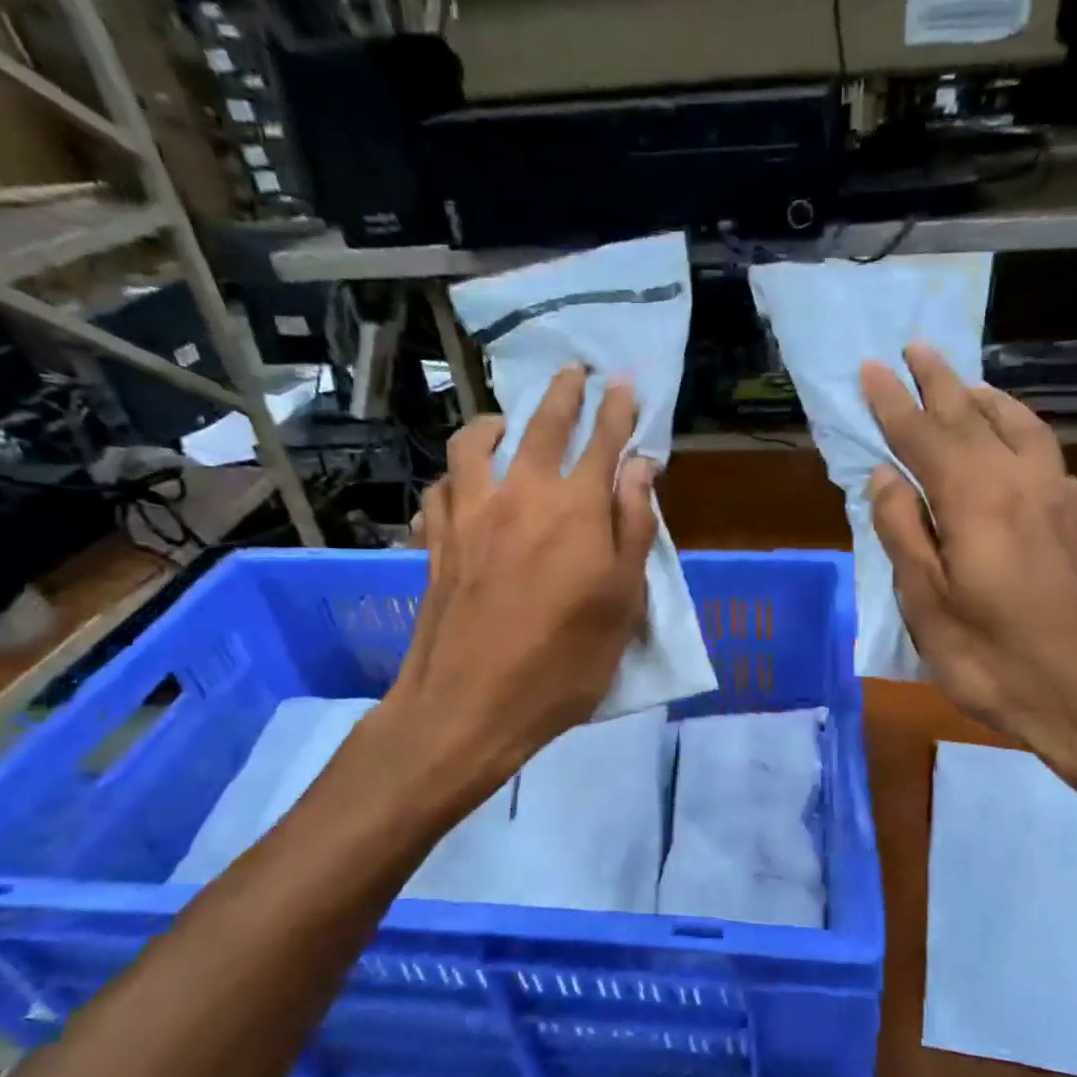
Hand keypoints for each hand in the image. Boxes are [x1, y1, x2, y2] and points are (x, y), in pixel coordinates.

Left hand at [375, 366, 655, 802]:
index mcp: (576, 510)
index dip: (618, 408)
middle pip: (542, 425)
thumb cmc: (563, 663)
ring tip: (506, 422)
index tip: (625, 381)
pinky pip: (441, 486)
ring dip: (497, 422)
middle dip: (564, 392)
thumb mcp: (622, 604)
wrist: (470, 705)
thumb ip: (633, 529)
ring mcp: (470, 513)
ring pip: (476, 442)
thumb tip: (640, 469)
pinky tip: (463, 483)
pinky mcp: (436, 539)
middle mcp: (521, 494)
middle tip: (575, 371)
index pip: (603, 441)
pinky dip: (456, 474)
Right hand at [862, 344, 1076, 790]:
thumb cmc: (996, 660)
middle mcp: (1020, 482)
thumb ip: (904, 533)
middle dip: (940, 381)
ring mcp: (1057, 498)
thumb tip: (885, 477)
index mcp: (975, 500)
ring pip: (1019, 426)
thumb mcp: (928, 606)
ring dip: (985, 398)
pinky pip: (1043, 450)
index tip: (871, 368)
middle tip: (916, 347)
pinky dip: (1019, 428)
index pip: (924, 436)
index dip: (894, 402)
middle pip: (973, 417)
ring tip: (964, 383)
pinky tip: (1014, 439)